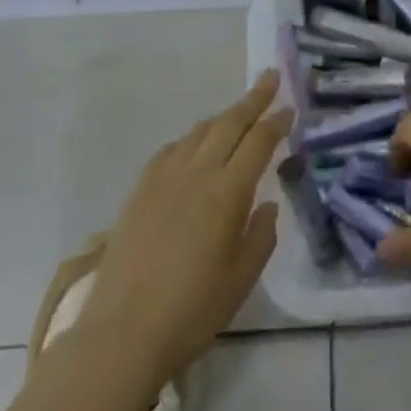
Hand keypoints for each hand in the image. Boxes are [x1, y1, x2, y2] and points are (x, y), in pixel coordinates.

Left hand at [70, 71, 291, 389]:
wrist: (121, 333)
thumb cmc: (191, 311)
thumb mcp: (241, 280)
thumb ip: (261, 235)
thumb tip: (267, 204)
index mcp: (227, 192)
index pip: (258, 142)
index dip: (276, 121)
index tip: (289, 106)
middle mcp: (197, 173)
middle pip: (229, 123)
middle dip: (253, 99)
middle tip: (270, 77)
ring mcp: (164, 178)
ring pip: (200, 131)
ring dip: (223, 116)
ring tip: (238, 111)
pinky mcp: (140, 189)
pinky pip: (173, 148)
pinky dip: (192, 138)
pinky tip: (195, 145)